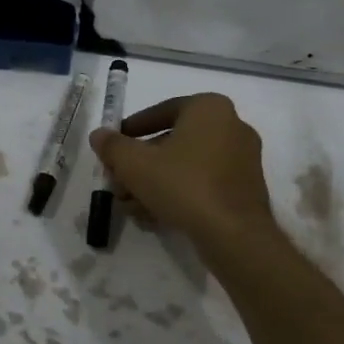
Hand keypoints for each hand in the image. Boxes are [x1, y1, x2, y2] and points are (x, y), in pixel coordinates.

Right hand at [90, 94, 277, 252]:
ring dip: (154, 183)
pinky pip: (204, 183)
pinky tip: (153, 216)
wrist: (234, 234)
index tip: (114, 145)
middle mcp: (231, 126)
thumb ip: (113, 146)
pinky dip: (178, 194)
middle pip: (172, 141)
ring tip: (129, 205)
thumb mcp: (135, 164)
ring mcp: (242, 159)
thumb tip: (99, 135)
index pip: (162, 111)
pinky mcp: (245, 189)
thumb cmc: (183, 185)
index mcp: (209, 108)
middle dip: (140, 164)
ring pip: (186, 166)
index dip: (132, 128)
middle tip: (118, 181)